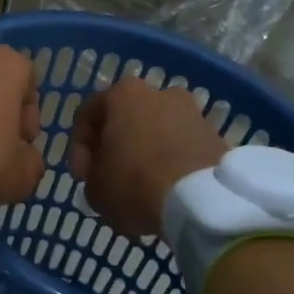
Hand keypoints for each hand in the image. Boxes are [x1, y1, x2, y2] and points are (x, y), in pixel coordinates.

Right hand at [71, 79, 228, 236]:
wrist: (203, 200)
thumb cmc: (135, 184)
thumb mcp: (95, 188)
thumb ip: (94, 175)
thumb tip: (106, 176)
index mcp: (123, 95)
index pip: (87, 115)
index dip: (78, 148)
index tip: (82, 177)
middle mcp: (159, 93)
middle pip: (126, 120)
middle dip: (115, 147)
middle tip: (109, 178)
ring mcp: (192, 112)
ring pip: (156, 133)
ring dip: (145, 155)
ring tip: (140, 188)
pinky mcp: (215, 136)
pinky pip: (181, 148)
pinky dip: (170, 164)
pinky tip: (165, 190)